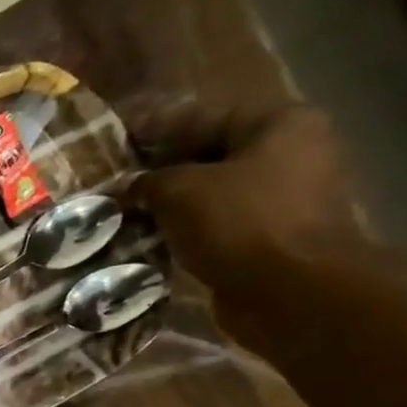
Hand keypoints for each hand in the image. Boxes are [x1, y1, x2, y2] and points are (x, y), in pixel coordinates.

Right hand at [132, 103, 365, 293]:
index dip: (154, 128)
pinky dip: (185, 229)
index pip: (202, 117)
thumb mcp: (179, 191)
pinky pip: (217, 224)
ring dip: (169, 204)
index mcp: (279, 124)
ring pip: (211, 192)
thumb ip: (147, 182)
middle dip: (161, 169)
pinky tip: (148, 238)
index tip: (116, 138)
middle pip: (210, 155)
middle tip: (115, 180)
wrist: (290, 289)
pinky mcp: (272, 237)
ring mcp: (285, 197)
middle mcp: (291, 153)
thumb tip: (126, 188)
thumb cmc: (240, 222)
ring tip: (124, 212)